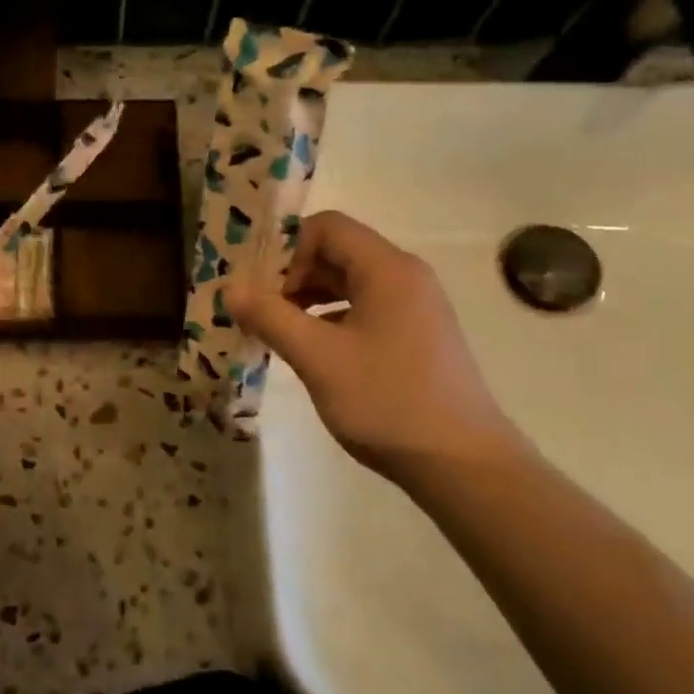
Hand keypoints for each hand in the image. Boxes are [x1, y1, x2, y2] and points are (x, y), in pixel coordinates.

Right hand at [224, 211, 533, 491]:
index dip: (286, 250)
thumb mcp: (318, 358)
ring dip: (308, 298)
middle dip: (292, 275)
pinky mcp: (417, 336)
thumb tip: (229, 287)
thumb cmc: (387, 401)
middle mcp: (405, 277)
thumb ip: (270, 317)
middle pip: (337, 252)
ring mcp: (415, 308)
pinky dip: (330, 319)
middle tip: (258, 311)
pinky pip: (364, 309)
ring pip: (349, 283)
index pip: (327, 227)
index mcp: (387, 269)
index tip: (261, 289)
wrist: (464, 465)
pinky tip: (311, 350)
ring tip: (277, 331)